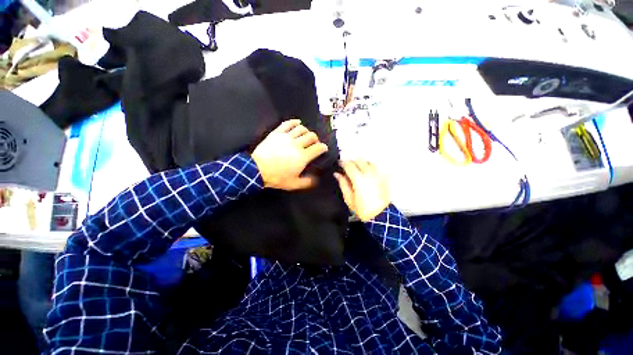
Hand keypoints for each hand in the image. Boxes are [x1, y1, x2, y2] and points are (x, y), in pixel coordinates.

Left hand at [252, 119, 328, 190]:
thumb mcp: (294, 184)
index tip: (324, 148)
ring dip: (307, 131)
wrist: (257, 170)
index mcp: (302, 157)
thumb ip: (307, 182)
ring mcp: (286, 137)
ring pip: (301, 129)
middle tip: (315, 143)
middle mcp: (297, 144)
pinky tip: (297, 122)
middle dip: (316, 139)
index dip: (323, 147)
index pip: (317, 148)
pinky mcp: (277, 133)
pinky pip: (287, 124)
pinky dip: (294, 122)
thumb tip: (316, 180)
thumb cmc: (277, 177)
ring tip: (306, 135)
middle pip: (311, 136)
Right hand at [334, 160, 389, 221]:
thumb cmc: (363, 209)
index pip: (349, 165)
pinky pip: (376, 168)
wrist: (380, 216)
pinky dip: (370, 167)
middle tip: (347, 166)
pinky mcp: (384, 178)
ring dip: (362, 162)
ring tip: (357, 167)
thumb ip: (343, 184)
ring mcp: (378, 175)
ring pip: (369, 162)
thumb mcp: (349, 198)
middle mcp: (369, 174)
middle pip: (359, 161)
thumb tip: (337, 174)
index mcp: (358, 179)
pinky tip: (367, 172)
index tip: (339, 163)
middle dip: (352, 161)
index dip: (343, 163)